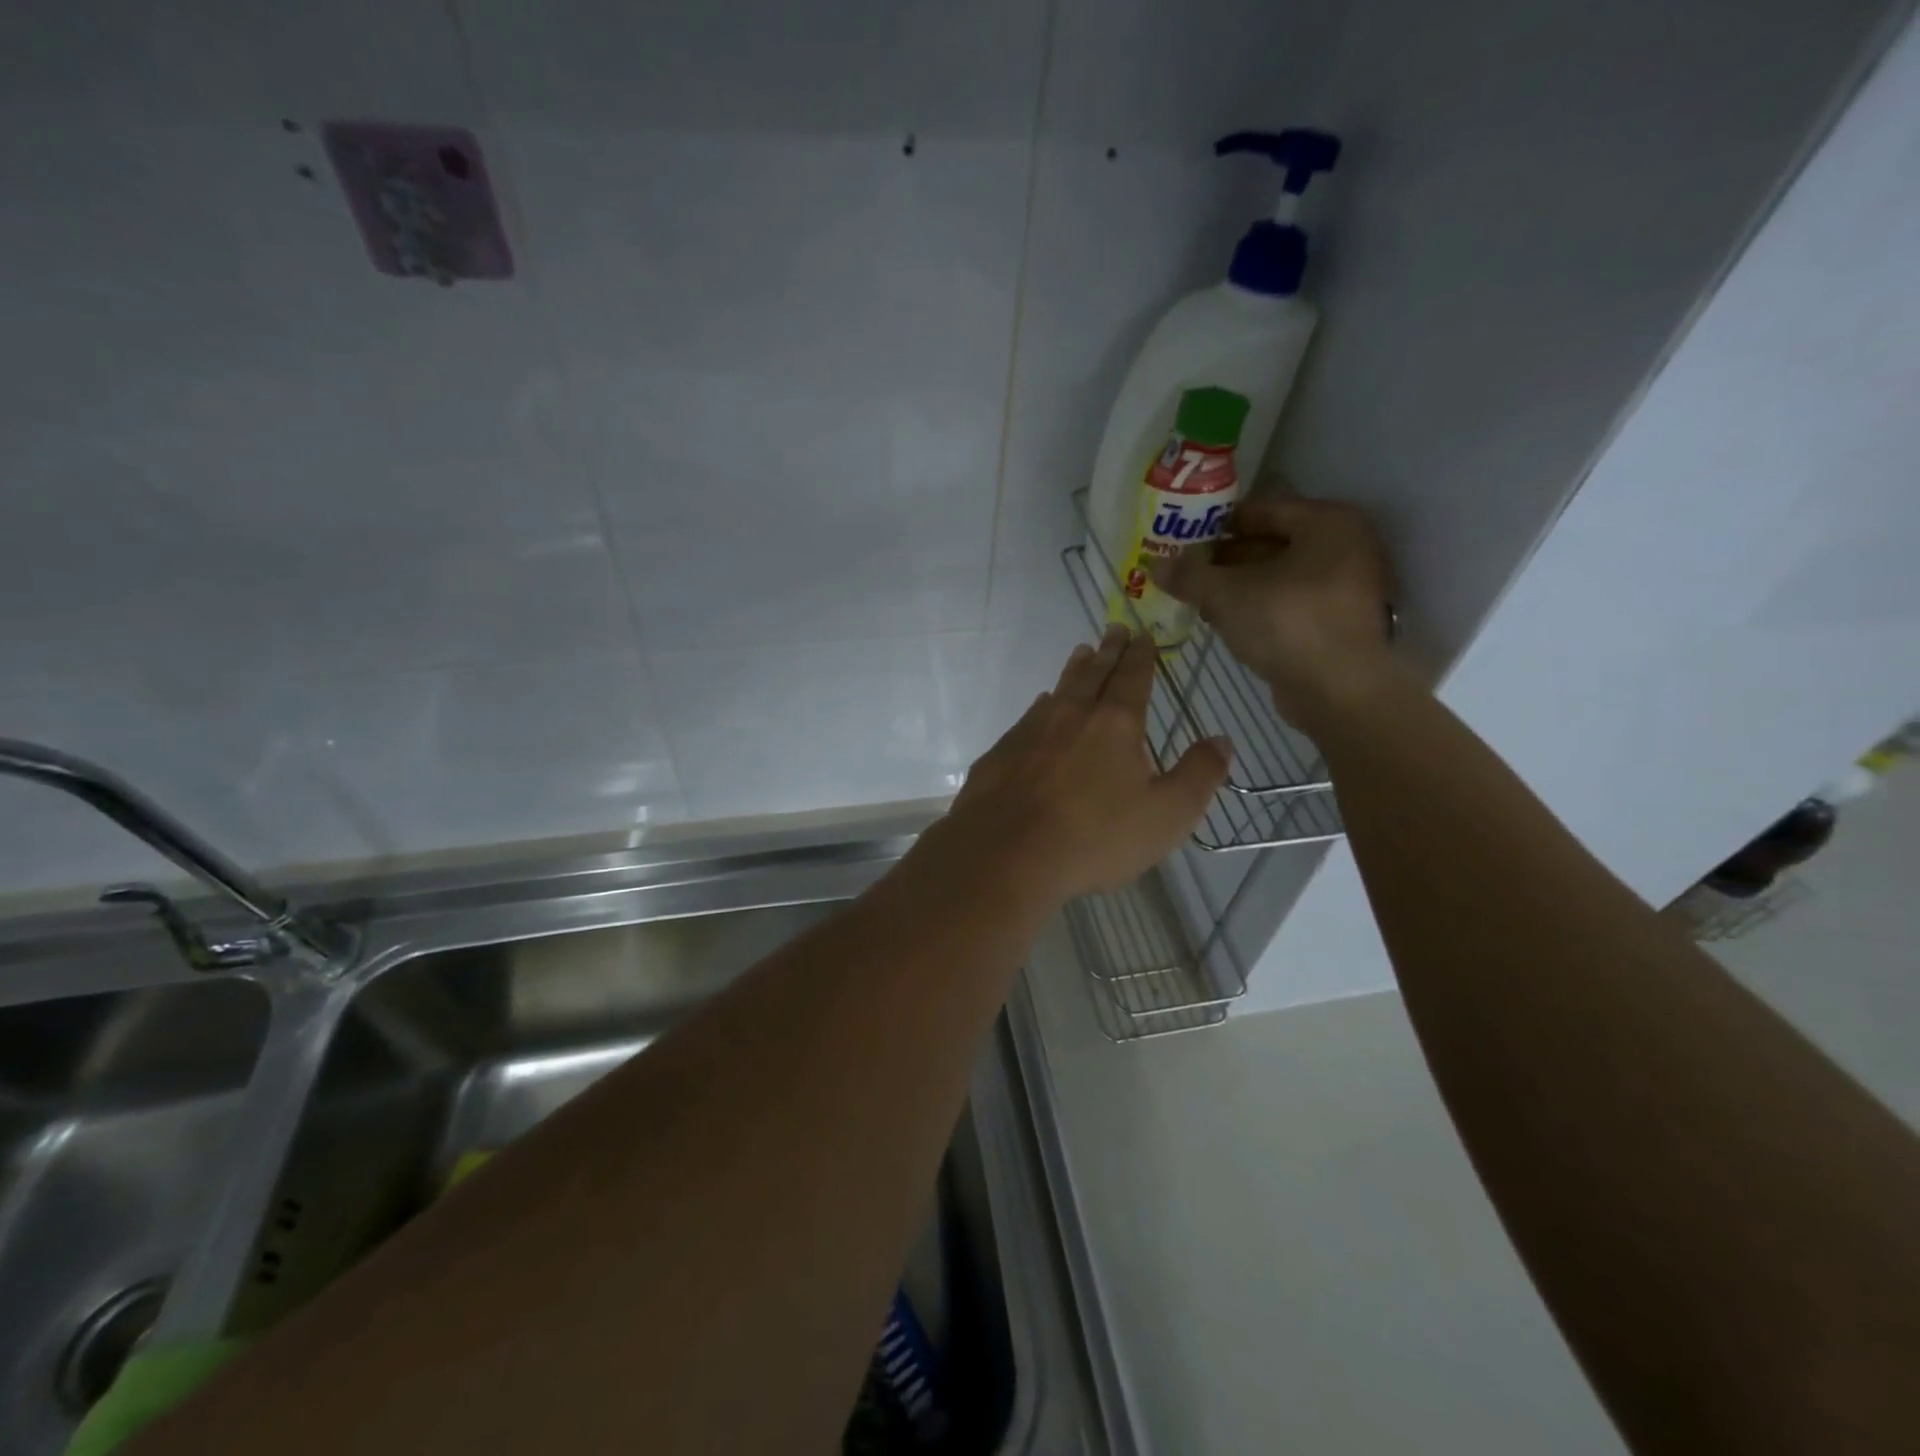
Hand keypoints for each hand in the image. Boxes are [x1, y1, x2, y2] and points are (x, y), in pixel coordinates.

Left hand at [951, 627, 1229, 899]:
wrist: (1005, 854)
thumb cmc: (1094, 837)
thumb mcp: (1166, 815)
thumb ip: (1199, 775)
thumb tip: (1222, 740)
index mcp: (1114, 725)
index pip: (1132, 678)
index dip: (1140, 656)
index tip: (1143, 635)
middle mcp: (1071, 716)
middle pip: (1092, 674)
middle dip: (1107, 651)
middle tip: (1113, 629)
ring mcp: (1030, 732)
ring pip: (1058, 690)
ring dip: (1074, 670)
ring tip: (1081, 654)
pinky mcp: (1001, 753)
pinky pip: (1029, 717)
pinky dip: (1042, 706)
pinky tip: (1041, 707)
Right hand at [1153, 496, 1397, 729]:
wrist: (1338, 690)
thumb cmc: (1287, 623)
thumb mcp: (1227, 594)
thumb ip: (1190, 576)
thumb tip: (1155, 565)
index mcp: (1328, 522)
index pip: (1262, 509)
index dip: (1219, 523)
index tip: (1185, 537)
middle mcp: (1346, 546)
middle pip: (1272, 542)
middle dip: (1226, 558)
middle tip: (1186, 569)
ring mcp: (1346, 586)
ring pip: (1279, 576)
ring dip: (1238, 585)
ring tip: (1197, 597)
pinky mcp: (1337, 621)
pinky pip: (1289, 602)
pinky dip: (1258, 606)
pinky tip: (1224, 620)